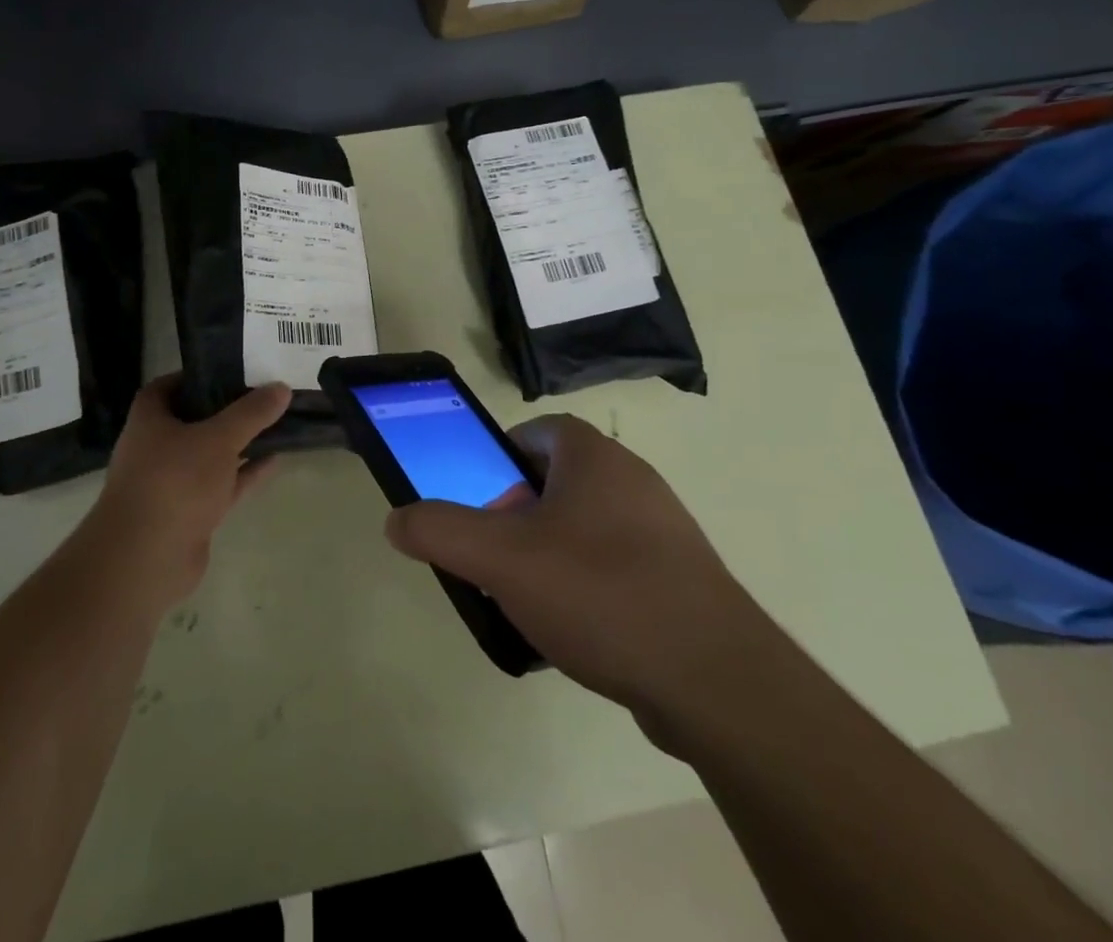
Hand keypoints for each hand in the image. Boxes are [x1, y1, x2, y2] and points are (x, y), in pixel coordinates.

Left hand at [86, 375, 291, 609]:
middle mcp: (156, 446)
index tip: (232, 369)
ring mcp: (173, 482)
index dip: (199, 375)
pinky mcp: (190, 512)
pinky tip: (275, 460)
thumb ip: (252, 413)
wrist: (146, 560)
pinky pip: (222, 484)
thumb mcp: (219, 438)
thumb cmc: (174, 482)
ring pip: (211, 453)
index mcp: (150, 419)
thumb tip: (282, 387)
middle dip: (227, 409)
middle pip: (195, 419)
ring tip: (277, 423)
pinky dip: (245, 472)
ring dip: (240, 442)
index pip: (170, 385)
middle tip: (264, 393)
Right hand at [384, 415, 783, 747]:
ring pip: (586, 527)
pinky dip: (587, 588)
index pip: (538, 431)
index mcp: (595, 457)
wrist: (716, 682)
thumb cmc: (601, 593)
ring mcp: (663, 530)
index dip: (501, 458)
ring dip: (550, 554)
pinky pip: (617, 568)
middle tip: (495, 555)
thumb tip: (396, 519)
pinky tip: (575, 634)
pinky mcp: (682, 579)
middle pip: (557, 480)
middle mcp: (633, 480)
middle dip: (519, 514)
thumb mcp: (501, 560)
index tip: (481, 501)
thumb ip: (441, 532)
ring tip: (528, 600)